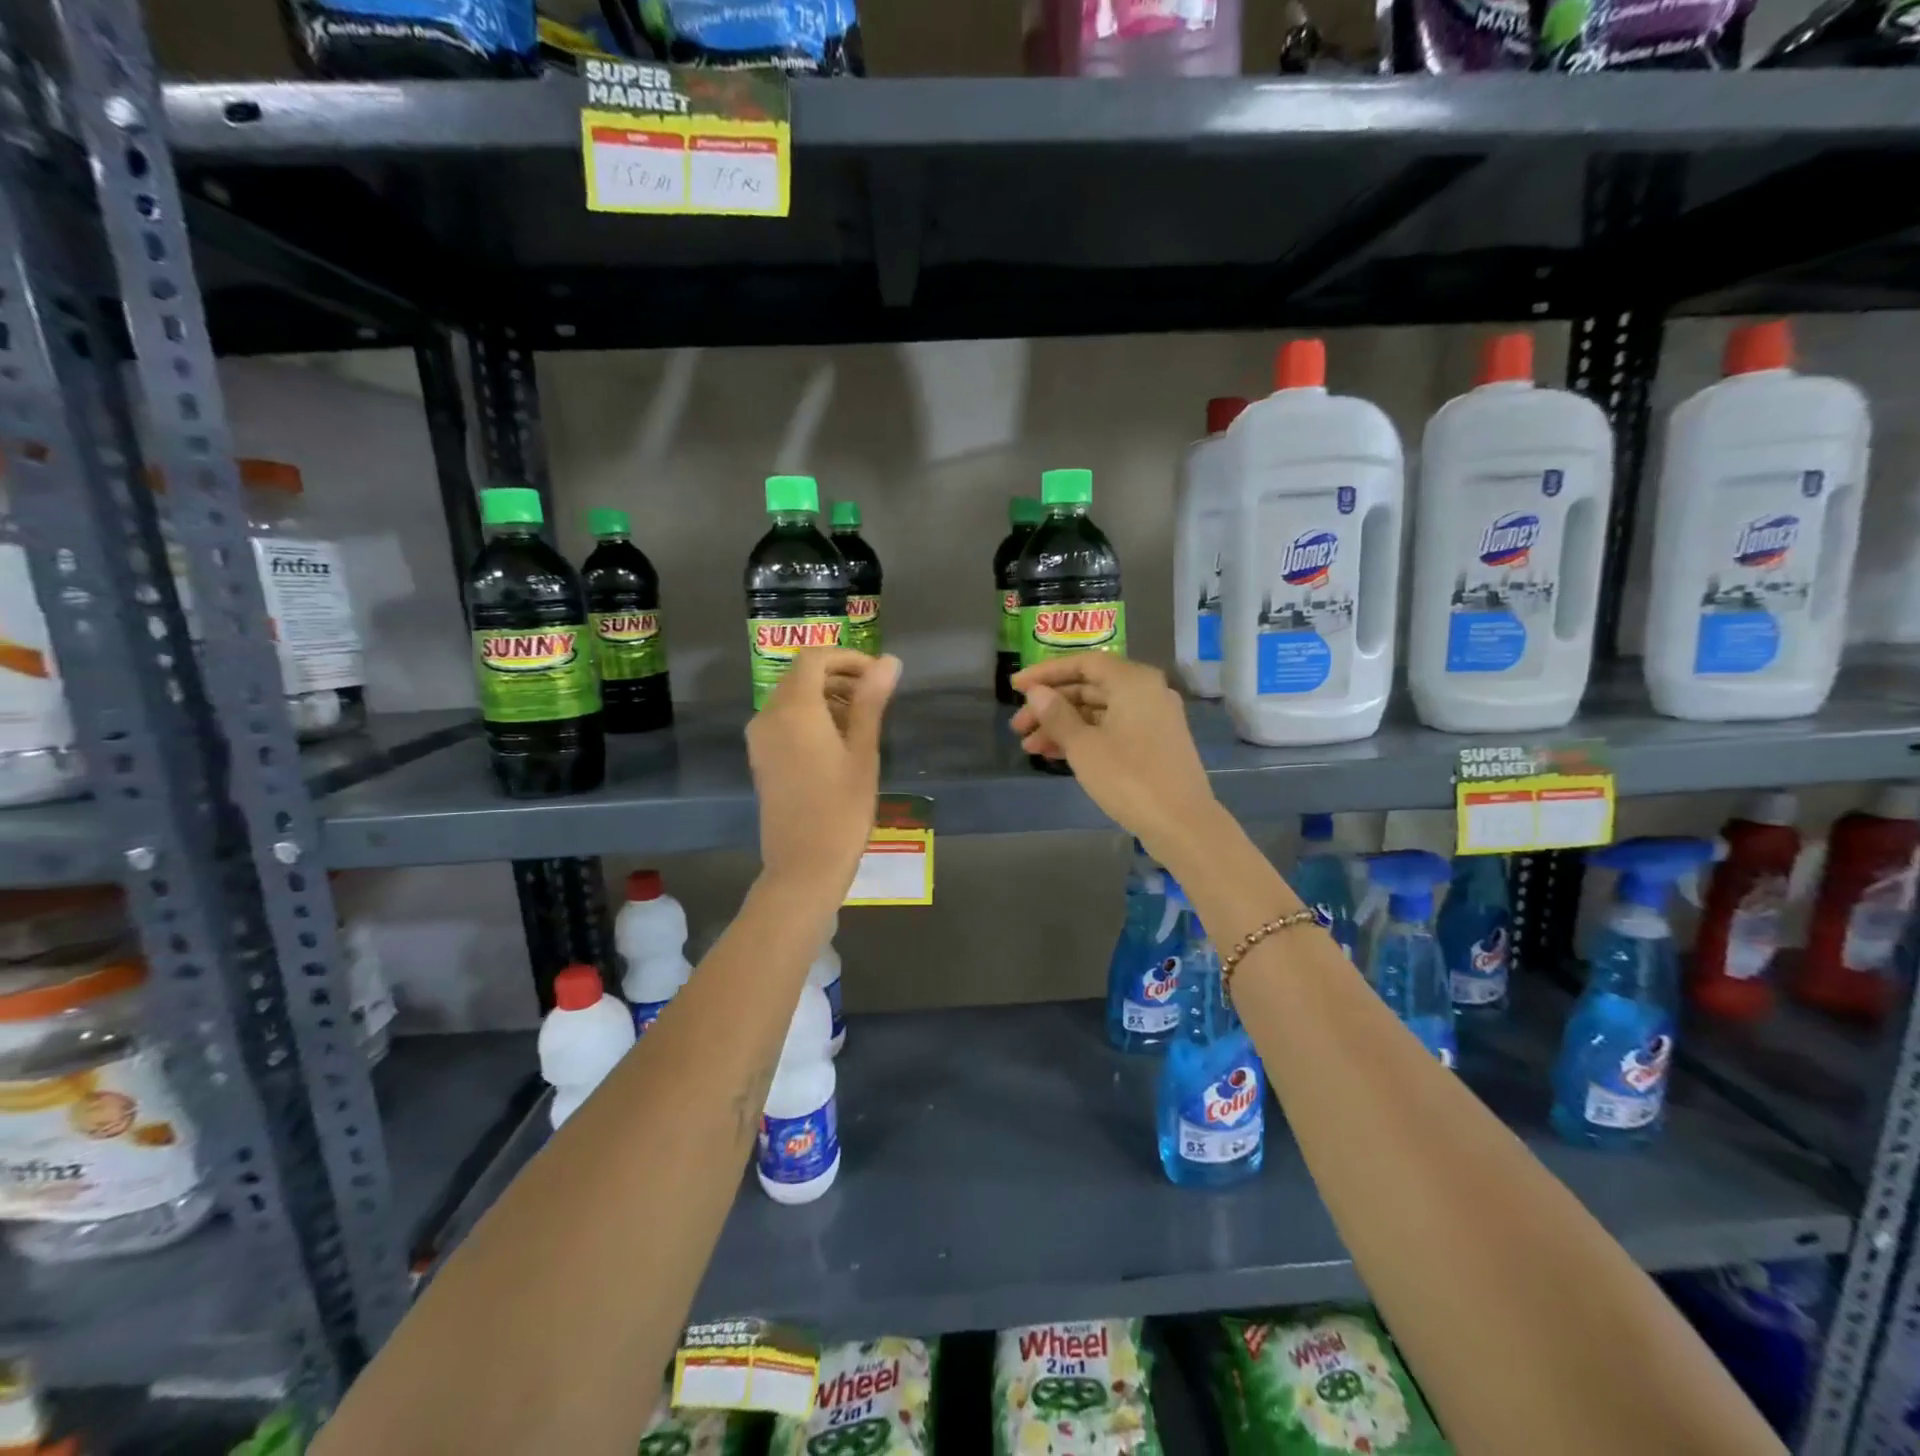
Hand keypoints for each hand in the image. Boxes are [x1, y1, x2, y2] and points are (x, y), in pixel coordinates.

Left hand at [747, 648, 900, 897]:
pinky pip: (784, 720)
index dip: (848, 658)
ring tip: (862, 720)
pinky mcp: (761, 758)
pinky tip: (839, 740)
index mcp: (794, 709)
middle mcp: (768, 716)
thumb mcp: (864, 752)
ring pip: (791, 698)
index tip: (878, 675)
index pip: (814, 658)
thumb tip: (889, 661)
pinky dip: (810, 716)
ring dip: (826, 696)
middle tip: (876, 696)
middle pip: (801, 675)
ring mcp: (760, 739)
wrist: (804, 866)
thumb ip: (871, 701)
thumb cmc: (842, 809)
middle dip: (839, 676)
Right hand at [1010, 655, 1218, 858]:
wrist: (1182, 824)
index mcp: (1133, 681)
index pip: (1083, 664)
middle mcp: (1146, 691)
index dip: (1046, 673)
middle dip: (1050, 706)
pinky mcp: (1154, 743)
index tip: (1015, 686)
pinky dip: (1084, 738)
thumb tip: (1036, 693)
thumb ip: (1057, 715)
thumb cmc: (1129, 779)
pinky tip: (1055, 755)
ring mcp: (1153, 718)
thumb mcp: (1084, 746)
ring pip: (1098, 712)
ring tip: (1030, 748)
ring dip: (1063, 726)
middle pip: (1089, 688)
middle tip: (1018, 727)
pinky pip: (1112, 729)